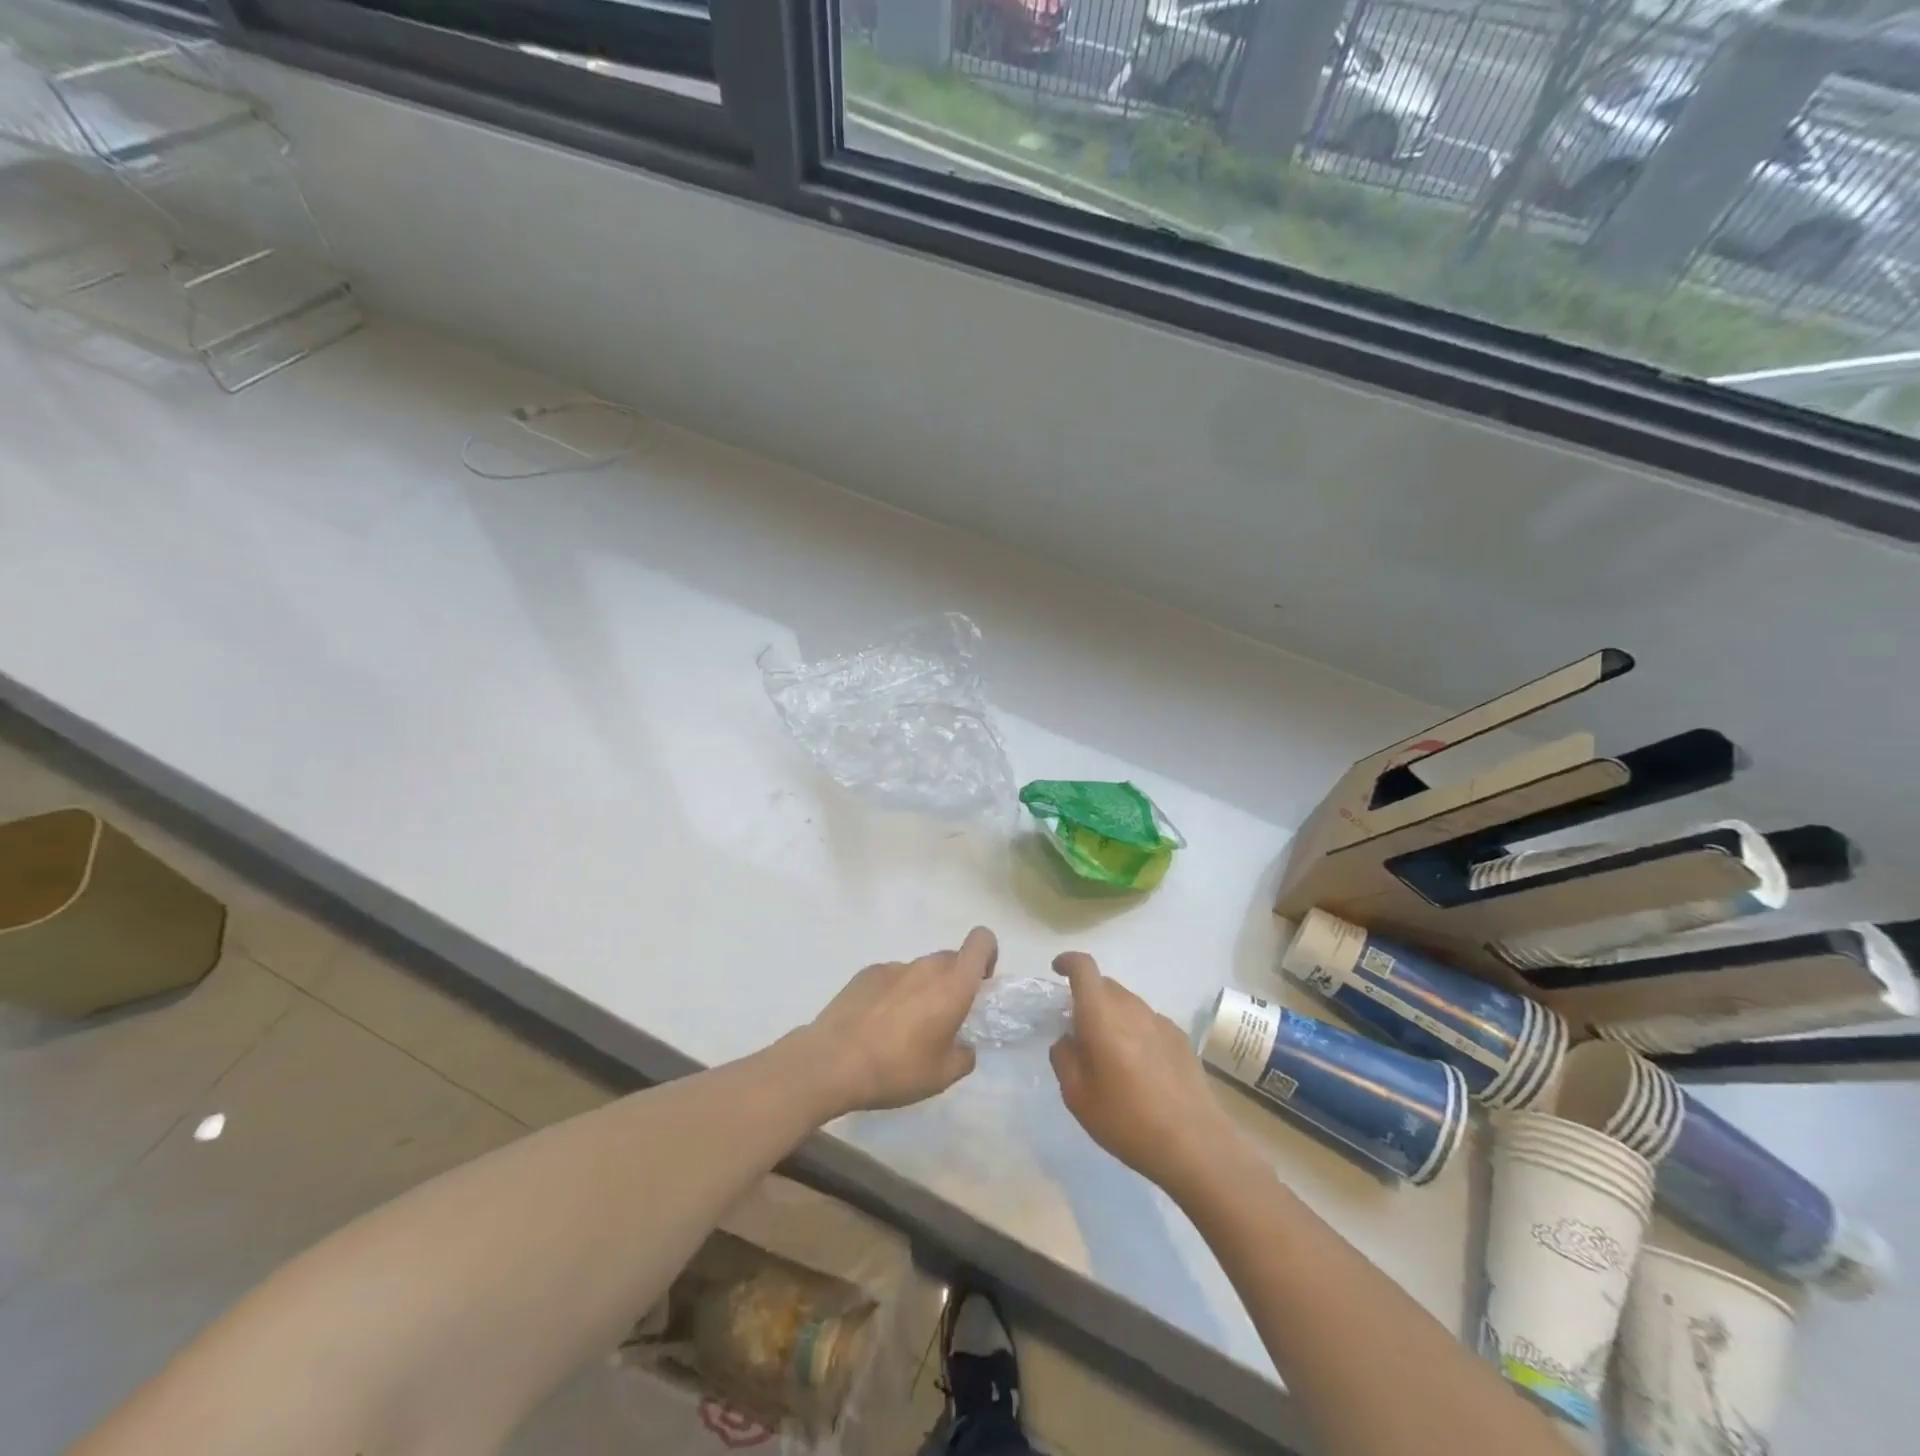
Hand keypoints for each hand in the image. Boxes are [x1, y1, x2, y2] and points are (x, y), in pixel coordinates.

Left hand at [801, 927, 996, 1116]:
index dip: (987, 954)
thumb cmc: (896, 1069)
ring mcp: (893, 967)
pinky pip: (892, 978)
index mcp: (952, 985)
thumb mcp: (942, 1076)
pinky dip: (893, 994)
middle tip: (943, 1019)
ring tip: (903, 1030)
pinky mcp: (865, 974)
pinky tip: (876, 1025)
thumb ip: (964, 1055)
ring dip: (922, 991)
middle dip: (954, 982)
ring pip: (920, 971)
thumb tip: (963, 1046)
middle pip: (951, 959)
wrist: (832, 1062)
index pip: (981, 941)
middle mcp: (925, 967)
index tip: (981, 984)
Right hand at [1049, 951, 1240, 1197]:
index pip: (1084, 968)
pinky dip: (1135, 1031)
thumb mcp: (1077, 1097)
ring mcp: (1160, 1021)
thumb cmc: (1127, 1120)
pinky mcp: (1180, 1038)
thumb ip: (1064, 1058)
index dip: (1068, 962)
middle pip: (1105, 985)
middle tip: (1078, 1029)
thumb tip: (1067, 1039)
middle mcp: (1131, 1007)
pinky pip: (1148, 1022)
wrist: (1195, 1144)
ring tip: (1109, 1053)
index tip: (1057, 970)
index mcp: (1101, 1015)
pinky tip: (1139, 1068)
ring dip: (1112, 1015)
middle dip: (1087, 996)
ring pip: (1127, 1003)